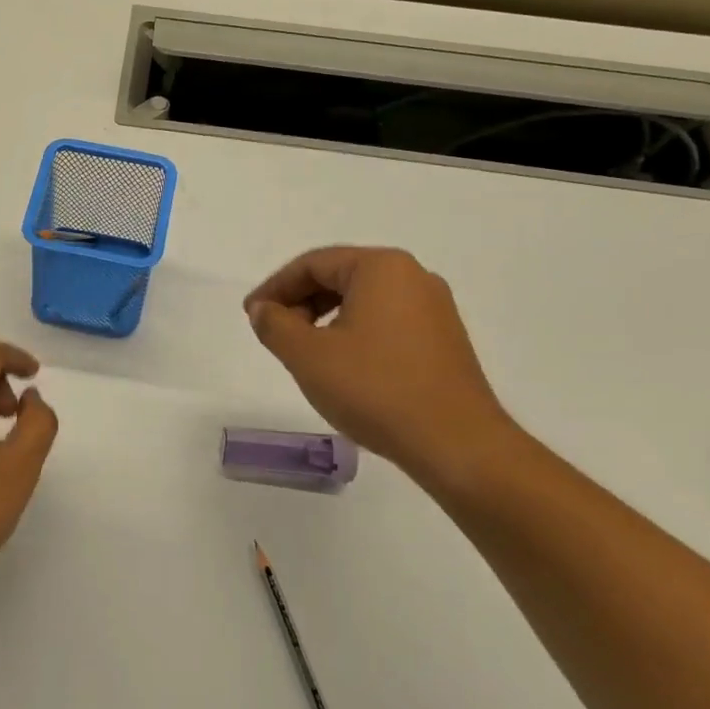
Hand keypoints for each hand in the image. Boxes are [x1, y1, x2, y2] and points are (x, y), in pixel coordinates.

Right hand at [244, 246, 519, 487]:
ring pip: (363, 300)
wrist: (457, 444)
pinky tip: (342, 365)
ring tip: (304, 351)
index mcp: (381, 268)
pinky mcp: (444, 339)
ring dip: (325, 318)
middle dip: (300, 301)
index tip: (251, 314)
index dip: (275, 287)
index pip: (313, 264)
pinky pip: (386, 321)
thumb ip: (275, 325)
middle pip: (340, 276)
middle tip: (274, 332)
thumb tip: (262, 309)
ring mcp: (434, 308)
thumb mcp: (308, 356)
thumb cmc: (375, 389)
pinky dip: (354, 332)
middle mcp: (413, 276)